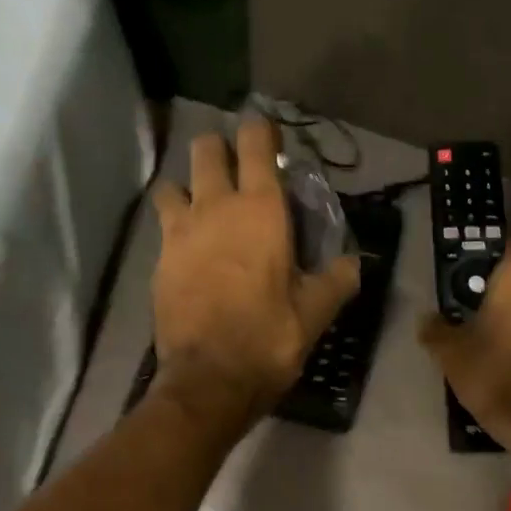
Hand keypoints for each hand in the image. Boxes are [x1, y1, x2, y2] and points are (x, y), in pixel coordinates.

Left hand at [150, 119, 360, 429]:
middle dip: (221, 149)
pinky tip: (189, 248)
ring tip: (204, 209)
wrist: (208, 380)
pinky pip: (163, 223)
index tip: (269, 137)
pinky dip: (175, 224)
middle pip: (207, 148)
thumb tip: (352, 262)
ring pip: (174, 182)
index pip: (256, 143)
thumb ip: (337, 279)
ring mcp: (179, 231)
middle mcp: (215, 207)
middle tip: (237, 171)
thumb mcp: (315, 313)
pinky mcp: (158, 259)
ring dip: (189, 186)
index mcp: (260, 210)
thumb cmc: (268, 339)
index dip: (262, 130)